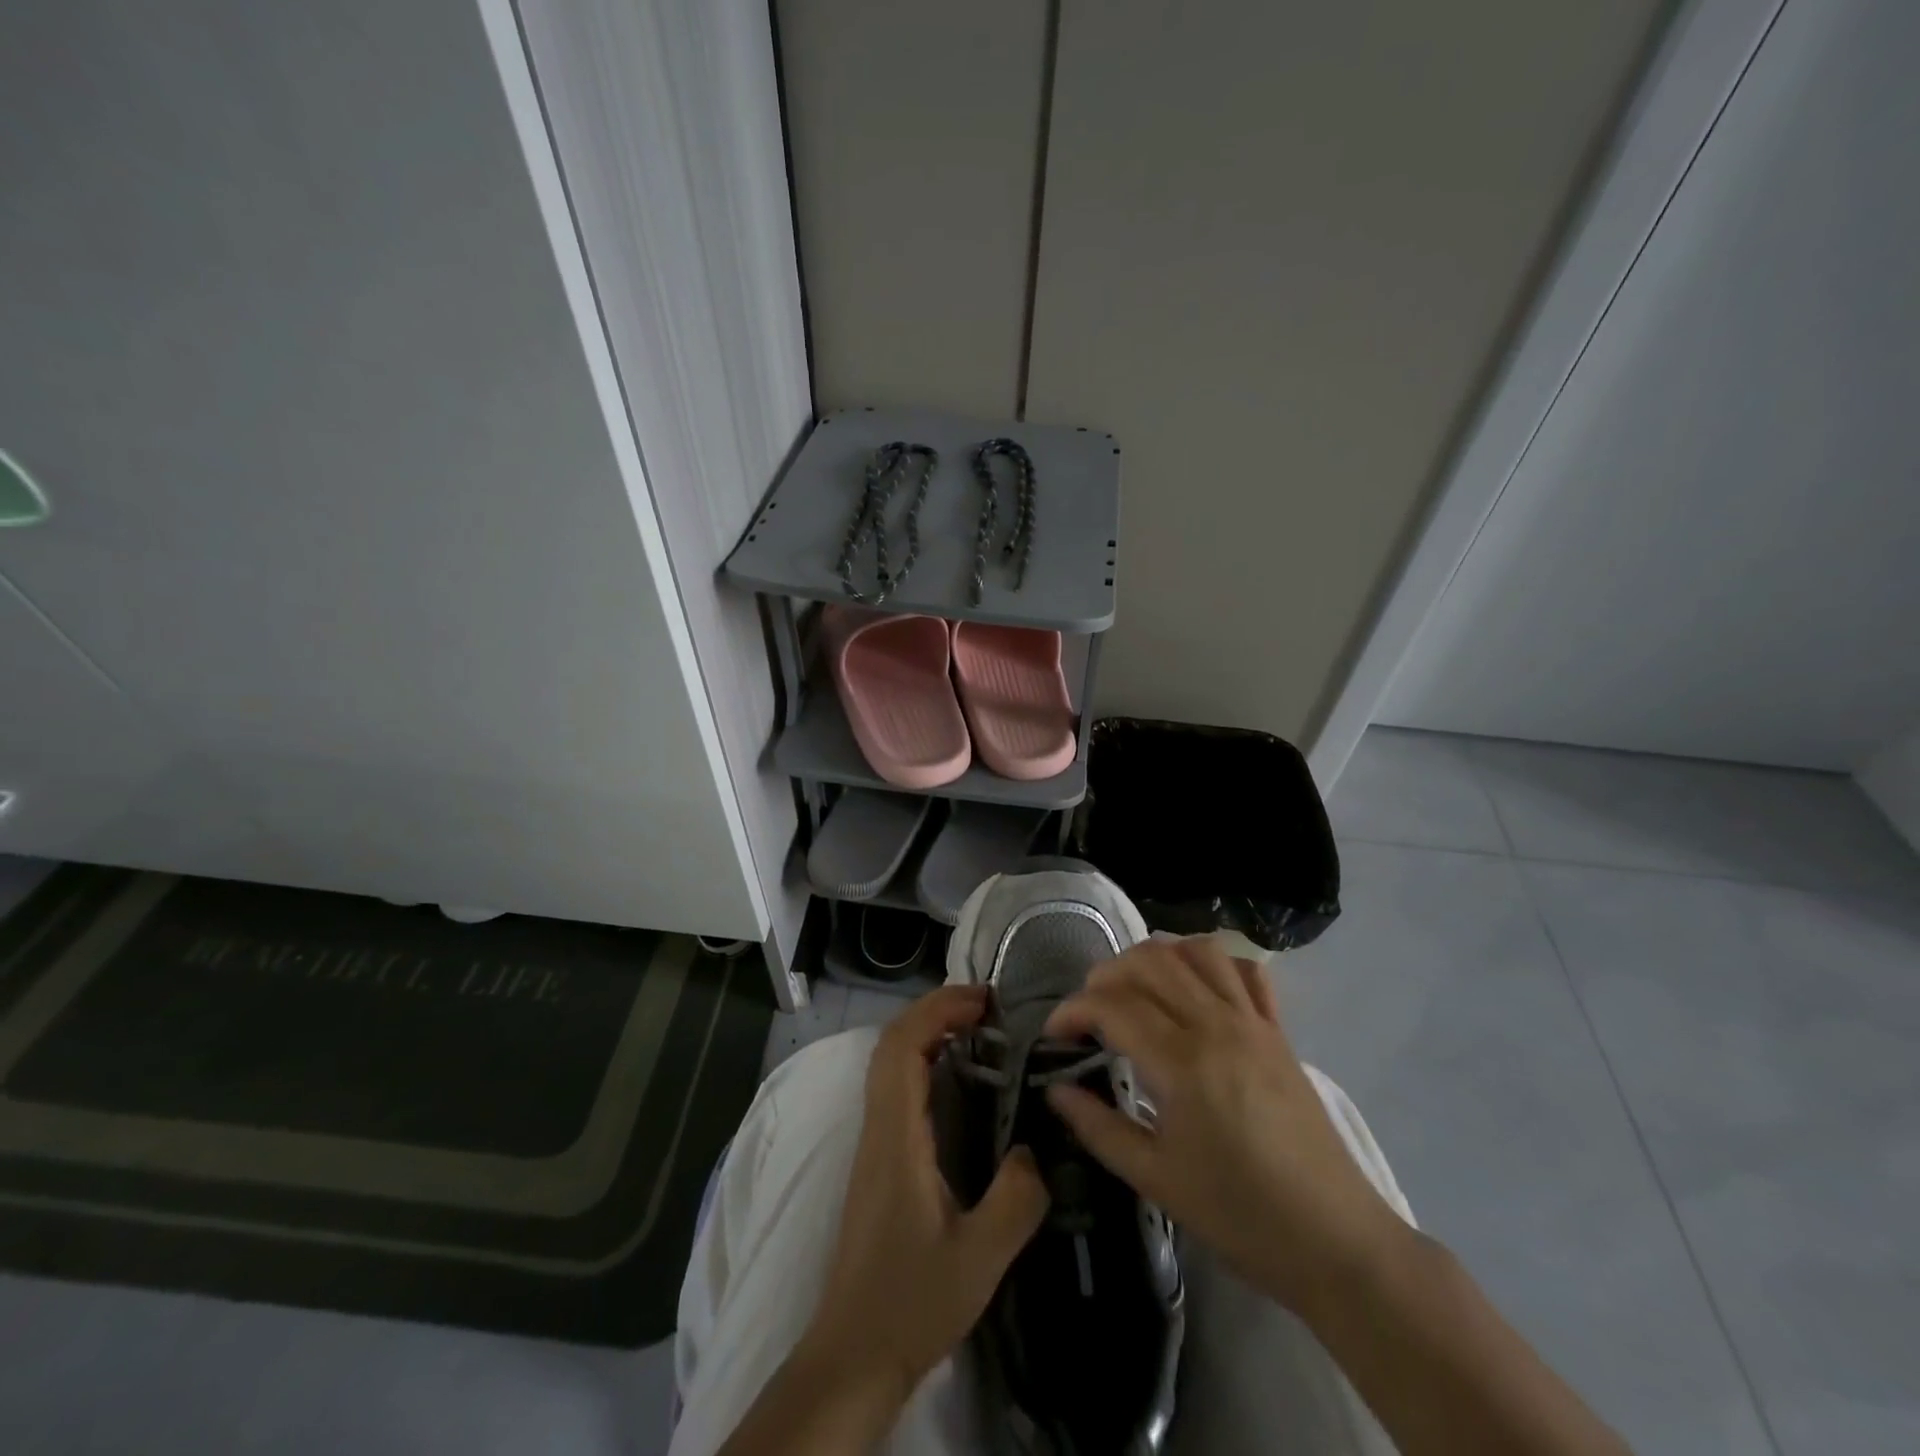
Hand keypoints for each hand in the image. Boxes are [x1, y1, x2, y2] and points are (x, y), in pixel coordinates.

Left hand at [805, 984, 1049, 1407]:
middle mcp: (877, 1126)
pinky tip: (957, 1081)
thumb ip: (1016, 1198)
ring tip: (977, 1031)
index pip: (903, 1046)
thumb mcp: (980, 1257)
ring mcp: (872, 1141)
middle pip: (892, 1042)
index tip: (984, 1001)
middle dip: (935, 1010)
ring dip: (927, 1032)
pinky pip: (894, 1086)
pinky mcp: (877, 1158)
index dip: (938, 1010)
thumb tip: (1036, 1148)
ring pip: (889, 1062)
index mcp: (896, 1136)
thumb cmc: (911, 1302)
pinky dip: (923, 1061)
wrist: (853, 1352)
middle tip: (986, 1008)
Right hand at [1044, 939, 1410, 1316]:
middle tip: (1089, 1013)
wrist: (1335, 1241)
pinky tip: (1194, 988)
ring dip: (1155, 958)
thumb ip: (1098, 1128)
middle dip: (1105, 975)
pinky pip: (1245, 971)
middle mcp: (1216, 1025)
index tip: (1054, 1035)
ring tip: (1135, 990)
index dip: (1073, 1011)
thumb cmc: (1239, 1215)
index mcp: (1182, 1062)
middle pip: (1149, 962)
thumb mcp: (1156, 1180)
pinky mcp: (1278, 1031)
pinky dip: (1212, 963)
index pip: (1112, 1006)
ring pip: (1196, 952)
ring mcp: (1253, 1022)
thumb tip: (1054, 1090)